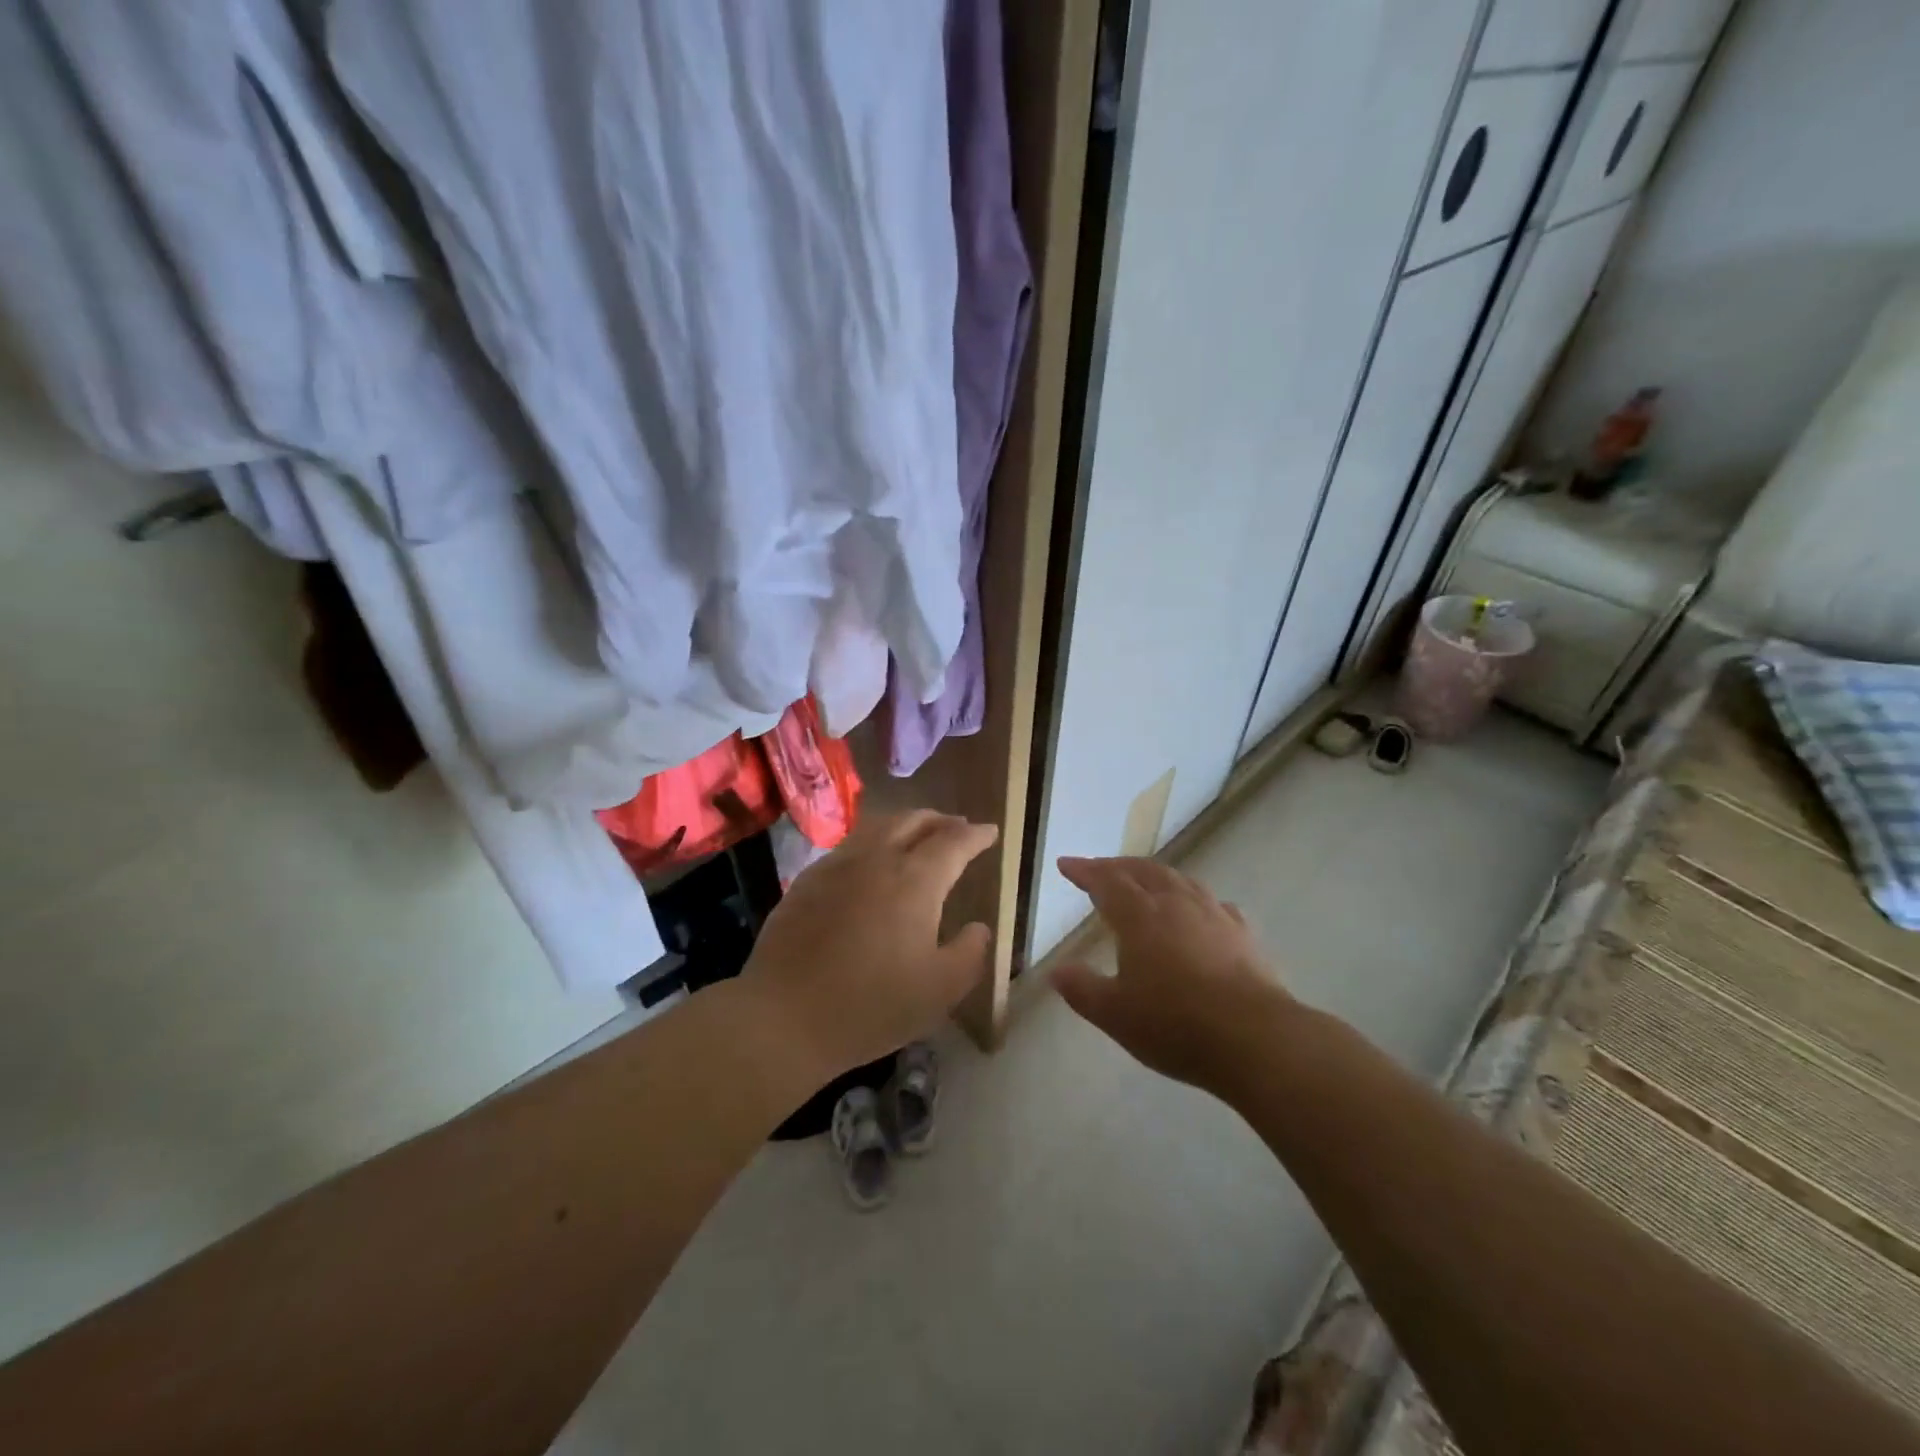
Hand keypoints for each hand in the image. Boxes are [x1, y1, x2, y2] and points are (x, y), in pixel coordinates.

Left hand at [744, 812, 997, 1080]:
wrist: (784, 1017)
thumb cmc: (871, 1005)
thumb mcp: (940, 990)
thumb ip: (970, 953)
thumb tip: (979, 927)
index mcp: (915, 880)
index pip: (954, 842)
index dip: (976, 835)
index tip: (991, 831)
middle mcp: (877, 859)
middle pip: (914, 821)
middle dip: (941, 820)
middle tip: (957, 828)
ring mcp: (837, 866)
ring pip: (878, 827)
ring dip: (906, 824)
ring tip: (917, 836)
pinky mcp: (807, 880)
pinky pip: (849, 846)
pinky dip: (873, 842)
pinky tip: (870, 863)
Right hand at [1053, 856, 1294, 1095]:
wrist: (1254, 1038)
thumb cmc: (1174, 1024)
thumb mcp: (1114, 1014)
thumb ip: (1082, 989)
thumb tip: (1056, 971)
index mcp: (1139, 917)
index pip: (1106, 881)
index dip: (1084, 871)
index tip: (1066, 864)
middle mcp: (1175, 904)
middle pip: (1143, 871)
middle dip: (1118, 866)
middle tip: (1101, 869)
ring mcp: (1213, 915)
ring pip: (1179, 880)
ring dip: (1156, 875)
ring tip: (1145, 880)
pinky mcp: (1242, 934)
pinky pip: (1213, 903)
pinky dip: (1195, 899)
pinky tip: (1200, 910)